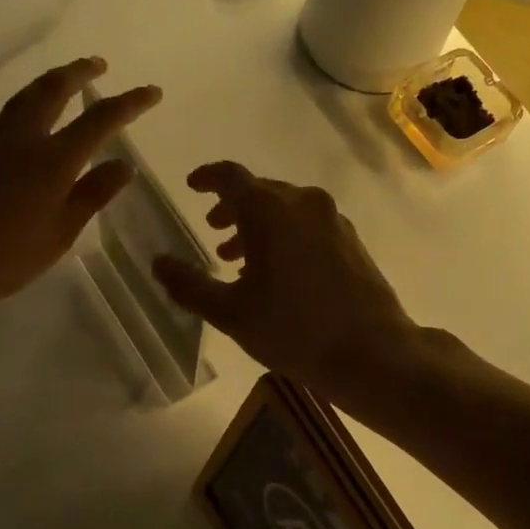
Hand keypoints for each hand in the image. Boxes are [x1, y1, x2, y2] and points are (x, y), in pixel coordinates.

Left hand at [0, 58, 160, 319]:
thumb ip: (92, 195)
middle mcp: (24, 141)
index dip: (129, 103)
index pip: (99, 120)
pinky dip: (31, 100)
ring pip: (26, 97)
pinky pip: (11, 114)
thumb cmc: (6, 255)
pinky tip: (35, 115)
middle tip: (99, 63)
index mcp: (52, 160)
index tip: (152, 92)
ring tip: (67, 77)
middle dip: (79, 73)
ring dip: (51, 80)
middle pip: (53, 91)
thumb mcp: (60, 232)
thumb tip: (124, 165)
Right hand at [152, 161, 417, 403]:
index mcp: (270, 210)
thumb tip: (157, 263)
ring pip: (286, 208)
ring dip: (258, 225)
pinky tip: (279, 271)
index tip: (192, 187)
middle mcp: (303, 202)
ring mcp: (333, 219)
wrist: (371, 351)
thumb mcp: (230, 313)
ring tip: (239, 259)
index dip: (207, 178)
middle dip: (232, 209)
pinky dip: (286, 234)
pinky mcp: (351, 240)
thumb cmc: (293, 330)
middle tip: (213, 233)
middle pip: (260, 191)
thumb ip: (189, 285)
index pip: (230, 177)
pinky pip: (308, 224)